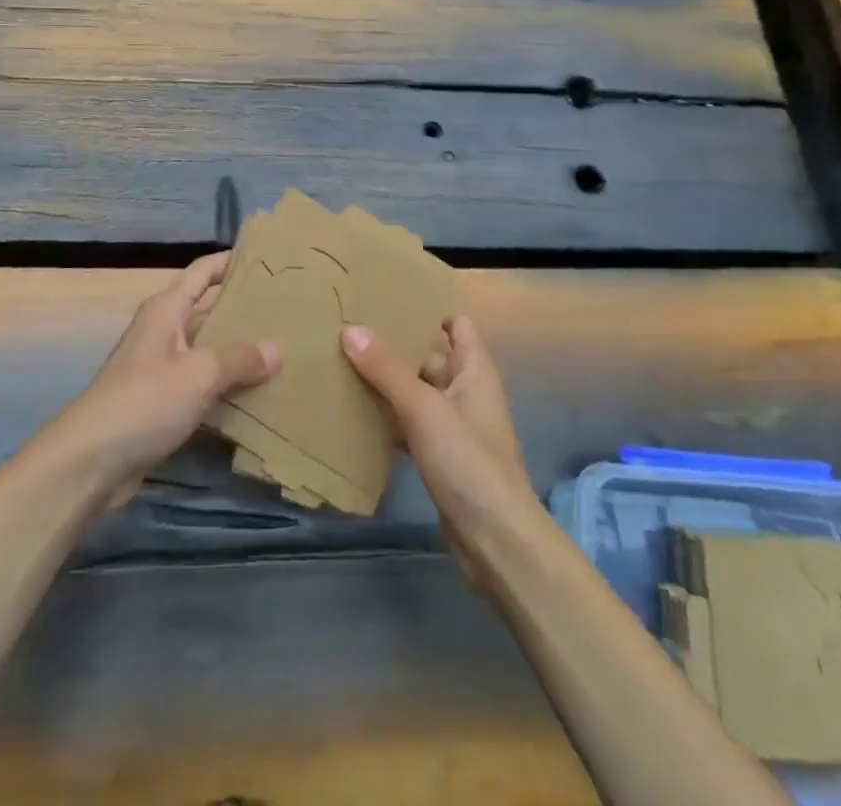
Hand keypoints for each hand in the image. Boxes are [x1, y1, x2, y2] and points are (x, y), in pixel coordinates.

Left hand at [45, 253, 279, 506]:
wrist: (90, 461)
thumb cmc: (145, 400)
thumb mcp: (199, 374)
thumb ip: (240, 359)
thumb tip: (277, 349)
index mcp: (167, 310)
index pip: (202, 271)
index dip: (230, 261)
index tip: (265, 258)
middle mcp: (163, 332)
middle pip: (207, 310)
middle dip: (242, 309)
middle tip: (286, 309)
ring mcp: (161, 369)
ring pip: (207, 350)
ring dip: (237, 351)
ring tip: (282, 350)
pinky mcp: (161, 404)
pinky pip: (202, 385)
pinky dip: (226, 386)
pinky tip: (257, 394)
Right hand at [341, 315, 533, 584]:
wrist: (496, 540)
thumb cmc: (467, 461)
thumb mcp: (423, 408)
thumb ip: (386, 369)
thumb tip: (350, 328)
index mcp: (474, 369)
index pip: (455, 324)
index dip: (427, 310)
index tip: (387, 300)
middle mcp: (467, 391)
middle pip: (430, 356)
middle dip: (396, 345)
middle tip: (350, 329)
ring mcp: (455, 426)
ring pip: (418, 392)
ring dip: (389, 383)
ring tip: (344, 364)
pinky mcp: (442, 457)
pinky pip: (412, 425)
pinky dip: (390, 417)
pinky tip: (357, 414)